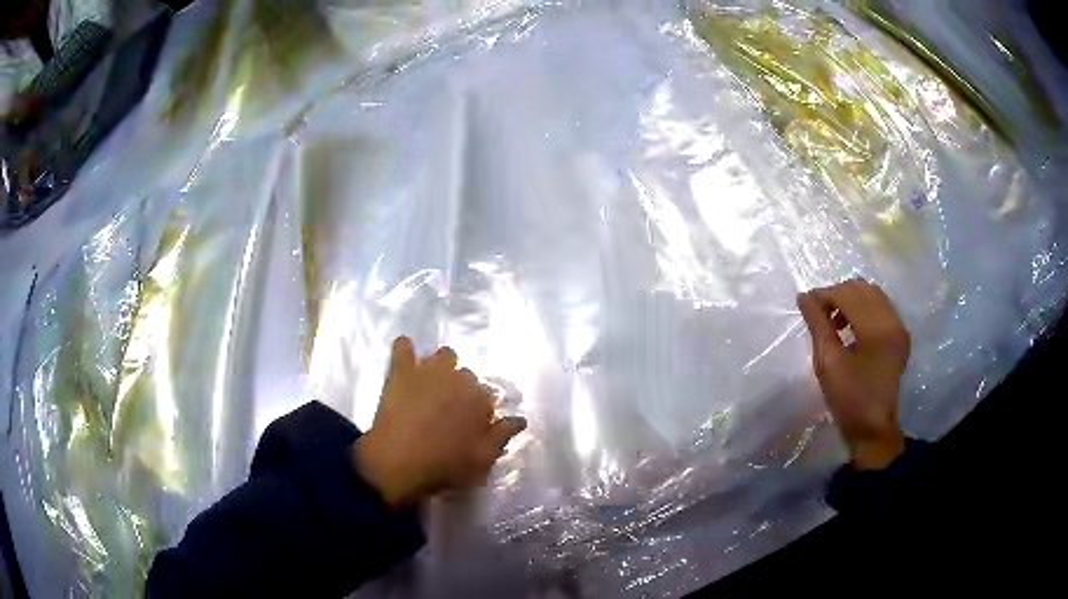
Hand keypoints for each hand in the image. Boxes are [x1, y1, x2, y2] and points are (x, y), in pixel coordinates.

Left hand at [353, 337, 526, 506]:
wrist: (398, 463)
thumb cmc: (444, 466)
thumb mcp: (483, 459)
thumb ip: (503, 436)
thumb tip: (519, 419)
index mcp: (481, 400)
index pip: (488, 395)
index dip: (480, 409)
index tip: (472, 423)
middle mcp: (459, 379)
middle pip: (467, 375)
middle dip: (462, 389)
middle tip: (450, 410)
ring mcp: (429, 371)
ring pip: (443, 355)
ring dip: (441, 367)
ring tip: (432, 385)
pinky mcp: (402, 371)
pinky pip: (403, 347)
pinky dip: (405, 350)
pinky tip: (405, 357)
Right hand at [797, 280, 909, 469]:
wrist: (873, 428)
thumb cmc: (849, 400)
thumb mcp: (828, 364)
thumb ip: (817, 326)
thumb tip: (804, 298)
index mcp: (876, 329)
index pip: (847, 294)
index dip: (824, 295)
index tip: (805, 304)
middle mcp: (892, 320)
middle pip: (861, 288)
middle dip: (837, 294)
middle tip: (818, 313)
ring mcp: (898, 326)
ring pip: (872, 294)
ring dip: (850, 299)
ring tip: (833, 320)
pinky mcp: (899, 334)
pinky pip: (880, 306)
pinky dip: (862, 307)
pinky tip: (850, 326)